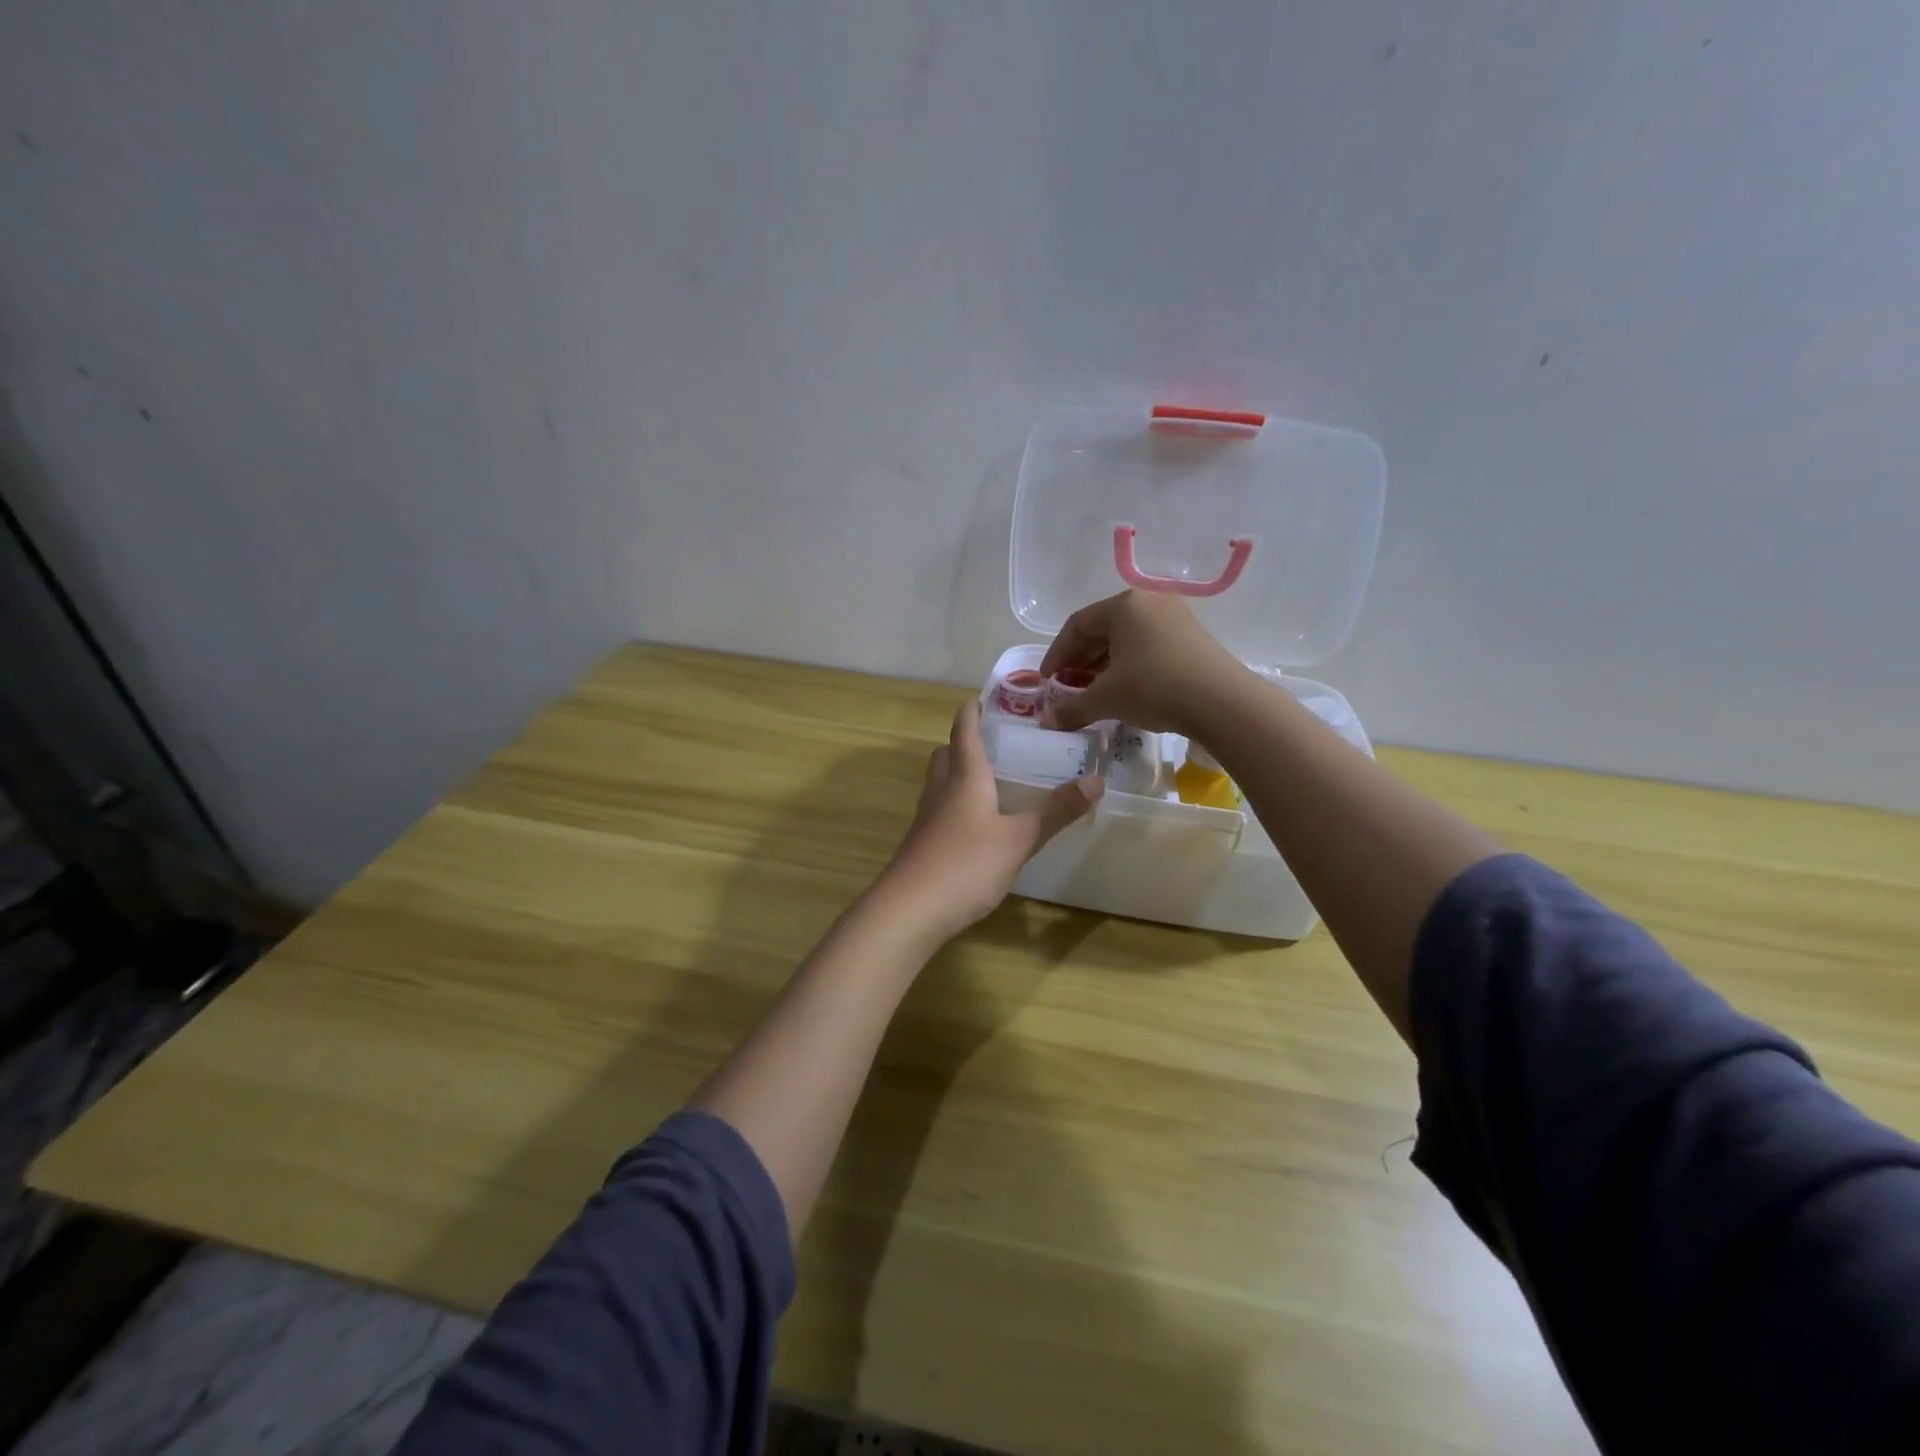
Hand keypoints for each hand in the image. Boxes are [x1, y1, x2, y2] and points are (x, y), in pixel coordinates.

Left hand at [877, 700, 1102, 943]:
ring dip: (958, 774)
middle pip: (945, 754)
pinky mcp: (921, 845)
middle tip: (992, 743)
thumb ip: (1056, 811)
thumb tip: (1096, 781)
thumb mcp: (1019, 838)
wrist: (909, 910)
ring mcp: (926, 819)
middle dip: (963, 743)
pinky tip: (976, 826)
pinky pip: (938, 811)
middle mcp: (941, 790)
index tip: (980, 698)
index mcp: (964, 777)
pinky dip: (955, 806)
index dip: (971, 712)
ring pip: (940, 783)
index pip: (963, 731)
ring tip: (989, 781)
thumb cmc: (966, 864)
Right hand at [1038, 590, 1243, 734]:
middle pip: (1103, 628)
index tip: (1046, 680)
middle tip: (1067, 684)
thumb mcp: (1107, 699)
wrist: (1222, 703)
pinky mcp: (1193, 636)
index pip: (1077, 625)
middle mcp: (1149, 602)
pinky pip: (1149, 644)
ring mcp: (1175, 617)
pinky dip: (1129, 663)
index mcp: (1123, 606)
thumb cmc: (1154, 688)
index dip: (1056, 654)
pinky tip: (1125, 688)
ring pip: (1127, 637)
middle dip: (1080, 659)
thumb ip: (1072, 708)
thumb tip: (1046, 722)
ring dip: (1104, 663)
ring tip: (1093, 689)